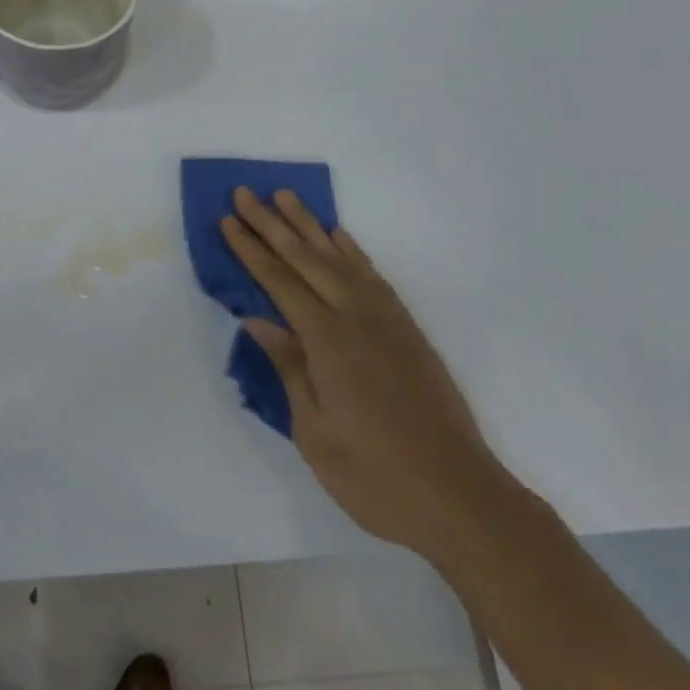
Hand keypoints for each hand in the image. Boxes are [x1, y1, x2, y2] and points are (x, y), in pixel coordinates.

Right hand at [222, 189, 523, 567]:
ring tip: (286, 196)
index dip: (251, 250)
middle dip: (271, 224)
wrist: (461, 497)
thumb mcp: (316, 432)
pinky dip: (351, 250)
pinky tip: (338, 237)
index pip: (279, 282)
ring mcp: (386, 319)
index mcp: (327, 341)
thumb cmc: (376, 477)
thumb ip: (290, 368)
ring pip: (339, 257)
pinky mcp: (407, 329)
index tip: (228, 220)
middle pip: (305, 258)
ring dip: (309, 225)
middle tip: (245, 192)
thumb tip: (257, 320)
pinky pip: (372, 275)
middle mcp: (356, 317)